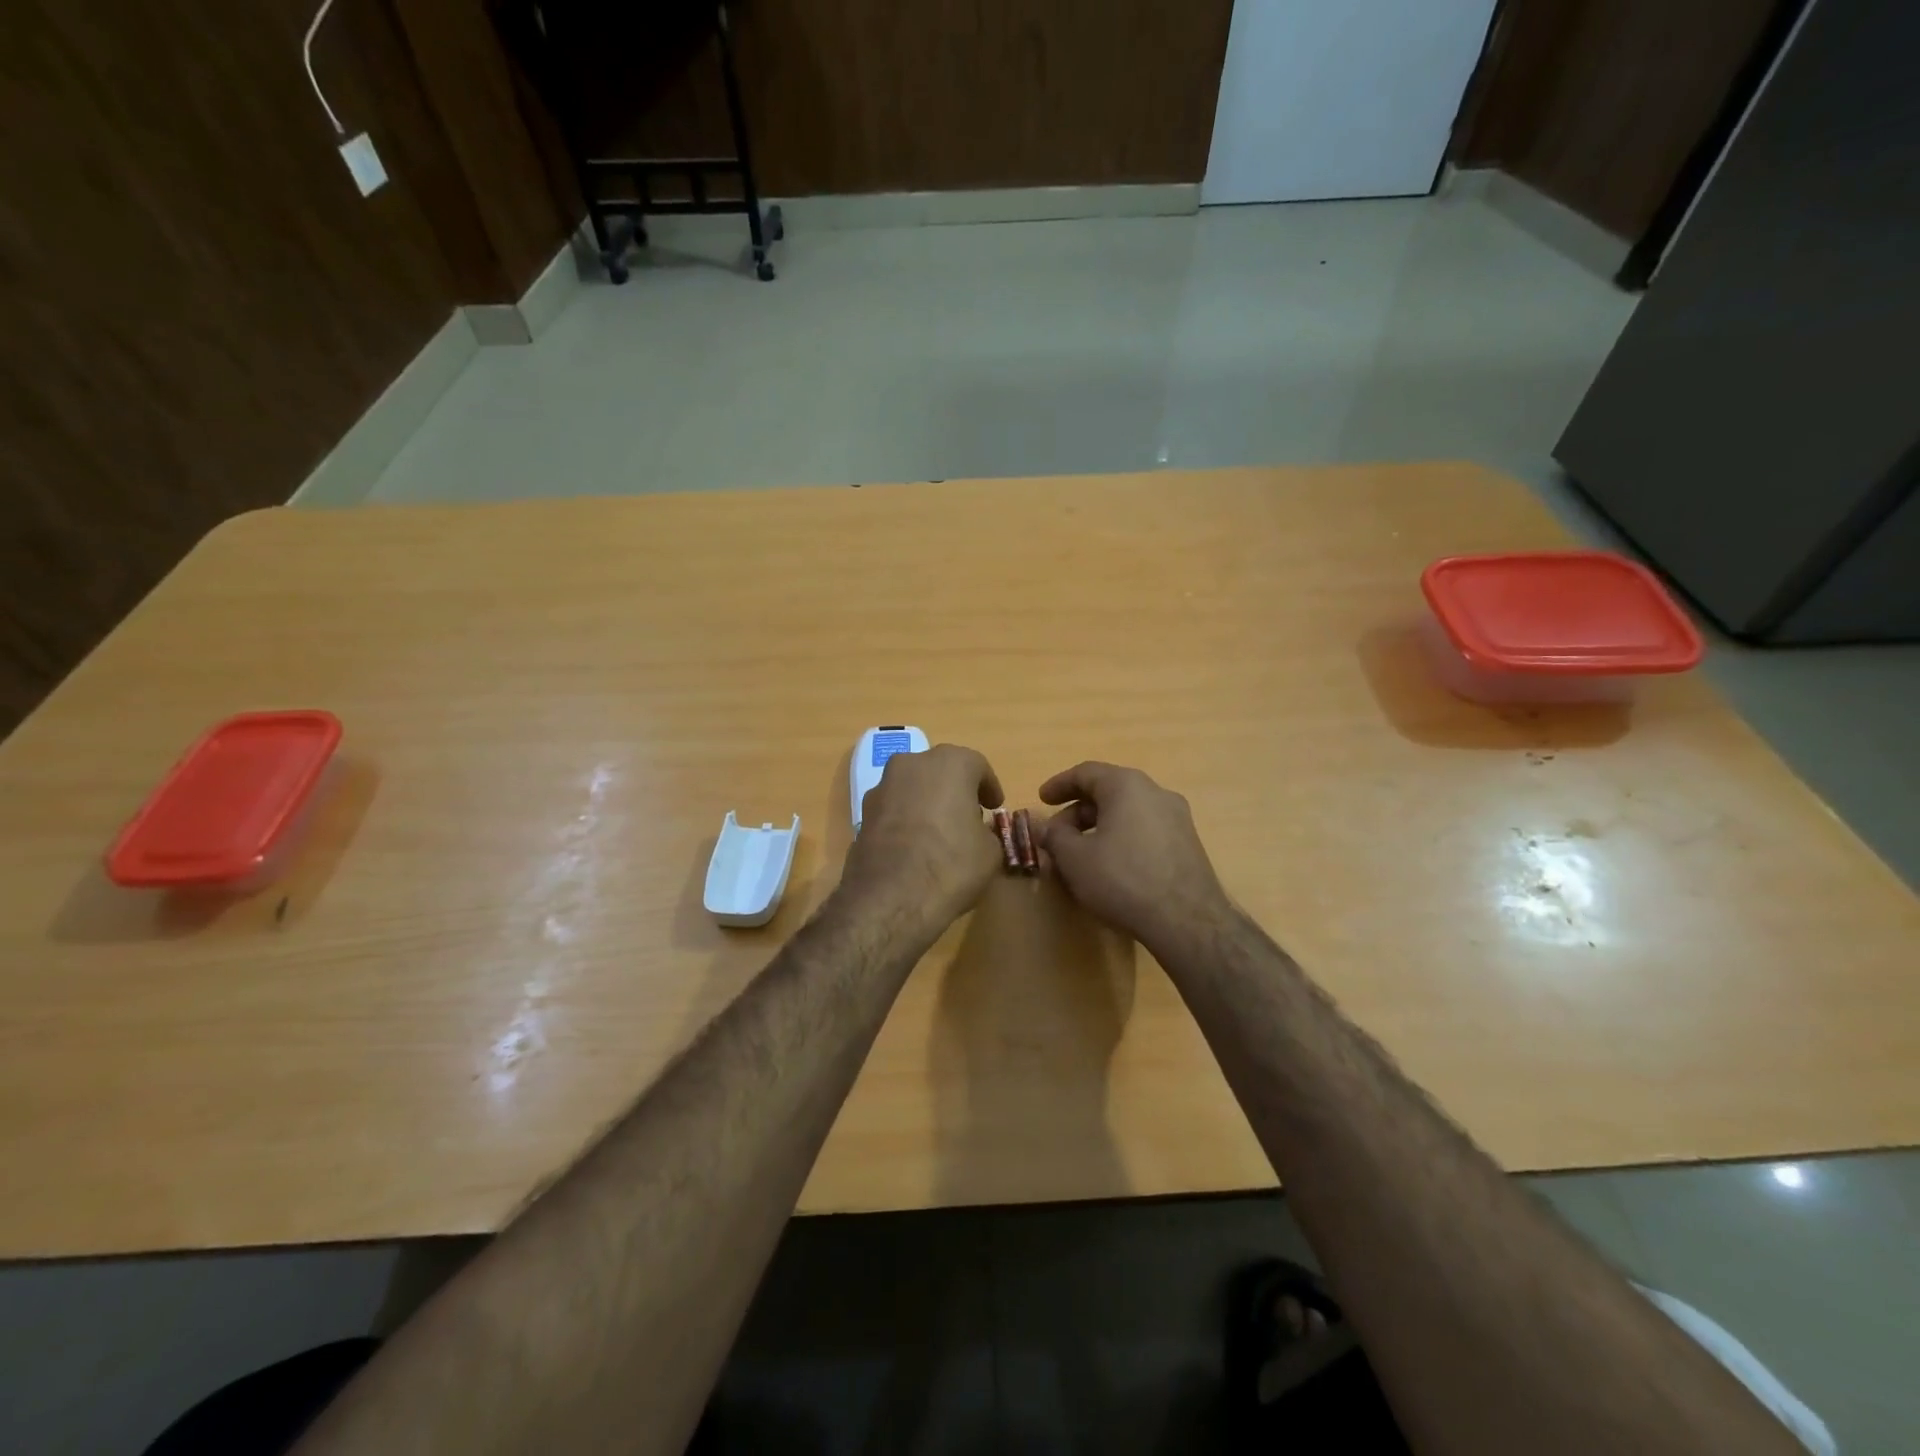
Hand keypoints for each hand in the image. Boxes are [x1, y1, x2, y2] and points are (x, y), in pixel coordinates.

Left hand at [840, 744, 1004, 929]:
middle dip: (955, 789)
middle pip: (940, 770)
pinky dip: (905, 819)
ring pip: (913, 786)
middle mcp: (912, 764)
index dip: (989, 786)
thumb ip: (985, 831)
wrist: (890, 897)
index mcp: (950, 763)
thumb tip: (976, 833)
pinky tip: (914, 845)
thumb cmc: (951, 864)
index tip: (995, 806)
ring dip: (927, 802)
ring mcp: (882, 787)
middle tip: (968, 815)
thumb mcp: (990, 851)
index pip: (976, 765)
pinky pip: (893, 808)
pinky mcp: (862, 813)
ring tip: (939, 831)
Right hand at [1035, 762, 1232, 953]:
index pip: (1086, 772)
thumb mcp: (1075, 858)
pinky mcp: (1188, 844)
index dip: (1059, 785)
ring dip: (1099, 828)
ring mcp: (1177, 818)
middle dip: (1077, 813)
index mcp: (1127, 785)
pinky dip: (1121, 839)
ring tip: (1081, 855)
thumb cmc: (1122, 879)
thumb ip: (1054, 836)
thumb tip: (1043, 827)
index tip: (1041, 800)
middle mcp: (1156, 793)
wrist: (1186, 921)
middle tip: (1056, 837)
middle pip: (1108, 792)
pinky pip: (1145, 831)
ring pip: (1127, 813)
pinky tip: (1111, 867)